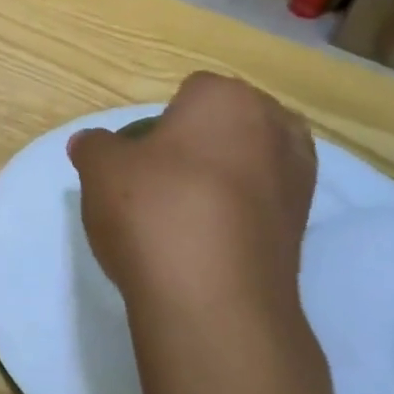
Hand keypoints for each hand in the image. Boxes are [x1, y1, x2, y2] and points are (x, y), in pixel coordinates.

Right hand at [67, 72, 317, 334]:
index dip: (157, 124)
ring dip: (221, 180)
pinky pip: (259, 206)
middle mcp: (275, 128)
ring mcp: (297, 180)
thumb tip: (91, 144)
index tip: (136, 159)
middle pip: (225, 126)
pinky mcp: (302, 230)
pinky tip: (204, 242)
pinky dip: (236, 216)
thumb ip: (94, 146)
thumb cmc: (155, 210)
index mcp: (228, 98)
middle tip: (157, 182)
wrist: (213, 300)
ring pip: (247, 165)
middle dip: (196, 146)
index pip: (189, 93)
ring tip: (182, 215)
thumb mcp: (100, 169)